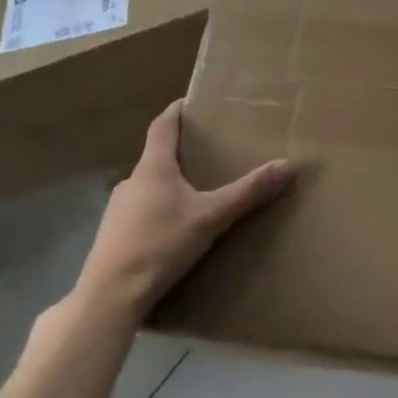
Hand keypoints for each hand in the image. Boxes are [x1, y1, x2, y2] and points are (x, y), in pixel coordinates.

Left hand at [74, 101, 293, 320]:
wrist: (109, 297)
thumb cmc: (160, 245)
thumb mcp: (212, 217)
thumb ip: (249, 192)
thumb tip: (289, 165)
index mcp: (153, 169)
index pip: (162, 126)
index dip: (176, 110)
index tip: (191, 100)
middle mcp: (132, 183)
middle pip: (157, 157)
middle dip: (182, 152)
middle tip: (210, 152)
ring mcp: (118, 211)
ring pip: (149, 187)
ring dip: (171, 185)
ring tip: (198, 193)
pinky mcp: (114, 237)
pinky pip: (142, 213)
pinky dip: (160, 211)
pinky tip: (177, 230)